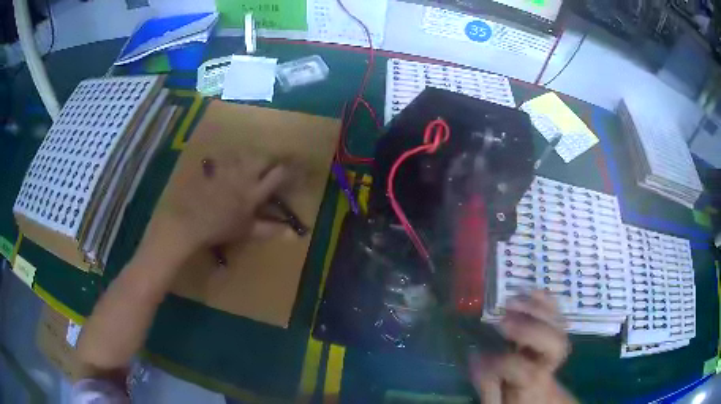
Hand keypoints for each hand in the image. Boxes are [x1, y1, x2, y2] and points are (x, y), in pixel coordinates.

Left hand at [139, 151, 288, 266]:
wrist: (191, 222)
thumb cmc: (221, 229)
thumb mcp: (247, 231)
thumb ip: (269, 229)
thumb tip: (290, 233)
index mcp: (255, 192)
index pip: (278, 175)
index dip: (288, 171)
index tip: (294, 170)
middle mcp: (244, 176)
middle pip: (262, 158)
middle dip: (269, 159)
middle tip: (270, 165)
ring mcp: (228, 170)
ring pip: (245, 154)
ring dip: (251, 156)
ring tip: (251, 162)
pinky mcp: (214, 169)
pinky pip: (225, 158)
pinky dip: (231, 158)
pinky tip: (230, 162)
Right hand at [470, 290, 575, 403]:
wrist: (538, 394)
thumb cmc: (515, 397)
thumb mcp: (497, 401)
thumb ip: (487, 383)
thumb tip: (476, 355)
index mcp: (534, 385)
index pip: (526, 373)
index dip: (503, 362)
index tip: (477, 355)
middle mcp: (550, 364)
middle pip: (555, 345)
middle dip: (530, 330)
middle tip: (502, 323)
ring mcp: (556, 345)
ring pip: (559, 326)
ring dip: (536, 310)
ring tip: (510, 302)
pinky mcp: (555, 332)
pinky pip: (557, 313)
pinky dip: (546, 300)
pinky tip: (530, 291)